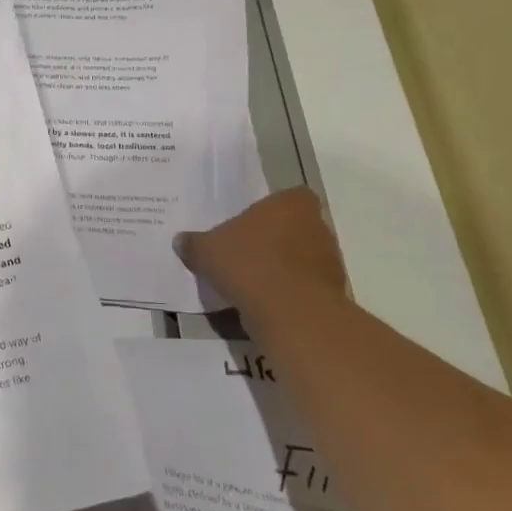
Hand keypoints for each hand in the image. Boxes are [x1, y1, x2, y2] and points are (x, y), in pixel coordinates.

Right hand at [174, 188, 348, 327]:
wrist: (292, 313)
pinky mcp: (331, 294)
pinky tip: (263, 303)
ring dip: (281, 268)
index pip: (288, 197)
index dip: (270, 210)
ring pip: (300, 258)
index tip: (251, 224)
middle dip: (274, 239)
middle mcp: (317, 226)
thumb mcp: (207, 251)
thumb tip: (181, 241)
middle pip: (294, 227)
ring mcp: (329, 261)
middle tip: (246, 252)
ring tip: (251, 281)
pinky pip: (303, 286)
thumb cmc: (250, 264)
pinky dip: (287, 293)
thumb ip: (194, 243)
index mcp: (292, 203)